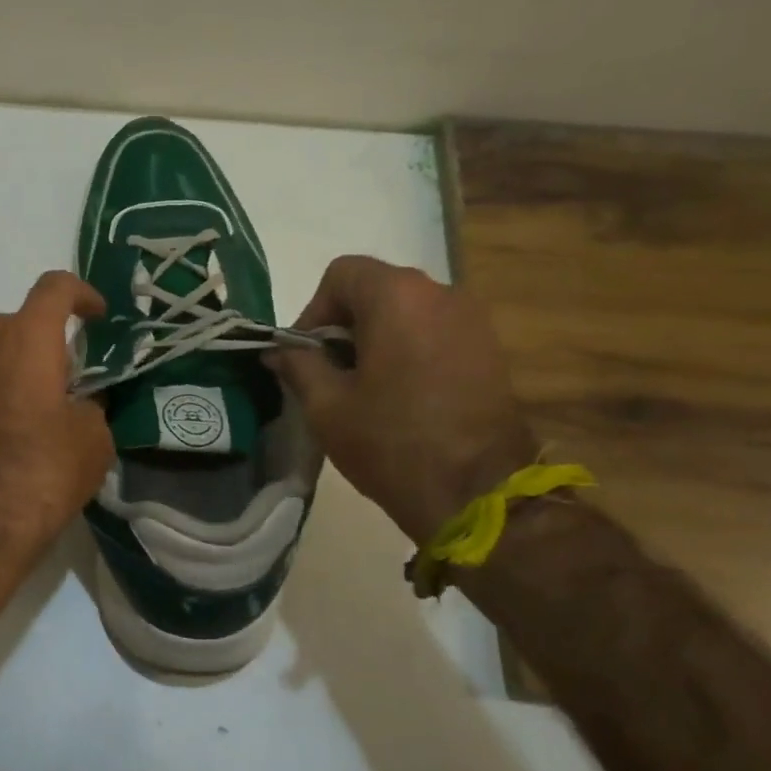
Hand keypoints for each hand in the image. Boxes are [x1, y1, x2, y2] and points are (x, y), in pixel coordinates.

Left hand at [0, 270, 115, 583]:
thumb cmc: (41, 470)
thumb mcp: (93, 439)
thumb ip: (92, 406)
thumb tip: (79, 405)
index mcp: (27, 337)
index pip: (55, 286)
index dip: (82, 293)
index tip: (99, 317)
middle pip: (21, 319)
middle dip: (49, 335)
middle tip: (73, 371)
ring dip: (20, 362)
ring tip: (44, 401)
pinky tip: (14, 427)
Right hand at [268, 257, 536, 545]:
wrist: (480, 496)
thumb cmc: (392, 443)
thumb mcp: (326, 405)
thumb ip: (298, 364)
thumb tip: (279, 350)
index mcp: (396, 296)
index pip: (341, 274)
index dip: (314, 310)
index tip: (308, 355)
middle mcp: (440, 293)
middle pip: (376, 289)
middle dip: (345, 324)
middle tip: (331, 372)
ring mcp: (472, 320)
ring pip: (407, 311)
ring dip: (378, 337)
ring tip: (366, 387)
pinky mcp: (490, 350)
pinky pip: (435, 331)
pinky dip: (409, 349)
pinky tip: (402, 394)